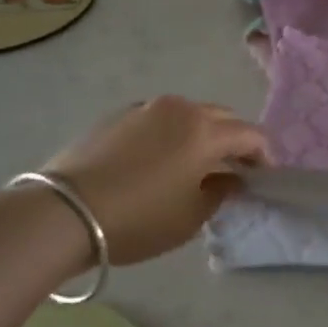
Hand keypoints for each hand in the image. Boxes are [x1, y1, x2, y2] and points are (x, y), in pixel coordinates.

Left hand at [43, 97, 269, 265]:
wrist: (63, 212)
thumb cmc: (137, 219)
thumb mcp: (190, 218)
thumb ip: (220, 193)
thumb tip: (230, 179)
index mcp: (205, 130)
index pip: (251, 134)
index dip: (263, 156)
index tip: (263, 177)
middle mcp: (181, 108)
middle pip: (222, 117)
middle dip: (234, 140)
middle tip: (234, 169)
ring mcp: (147, 107)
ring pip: (188, 114)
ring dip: (201, 134)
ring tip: (194, 163)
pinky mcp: (118, 115)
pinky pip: (158, 119)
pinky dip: (170, 134)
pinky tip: (157, 161)